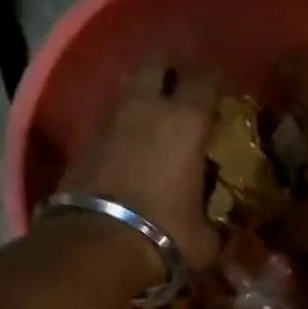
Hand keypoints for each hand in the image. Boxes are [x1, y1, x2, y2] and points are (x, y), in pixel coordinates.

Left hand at [62, 60, 222, 270]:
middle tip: (184, 88)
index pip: (205, 79)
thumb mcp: (205, 238)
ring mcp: (110, 119)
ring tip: (155, 114)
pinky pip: (109, 118)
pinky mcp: (83, 140)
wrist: (98, 246)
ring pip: (129, 86)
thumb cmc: (165, 235)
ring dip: (142, 94)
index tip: (222, 90)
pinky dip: (121, 124)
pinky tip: (130, 143)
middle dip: (172, 69)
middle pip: (158, 62)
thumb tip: (224, 227)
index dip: (216, 80)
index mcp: (186, 122)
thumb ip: (217, 223)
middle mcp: (147, 106)